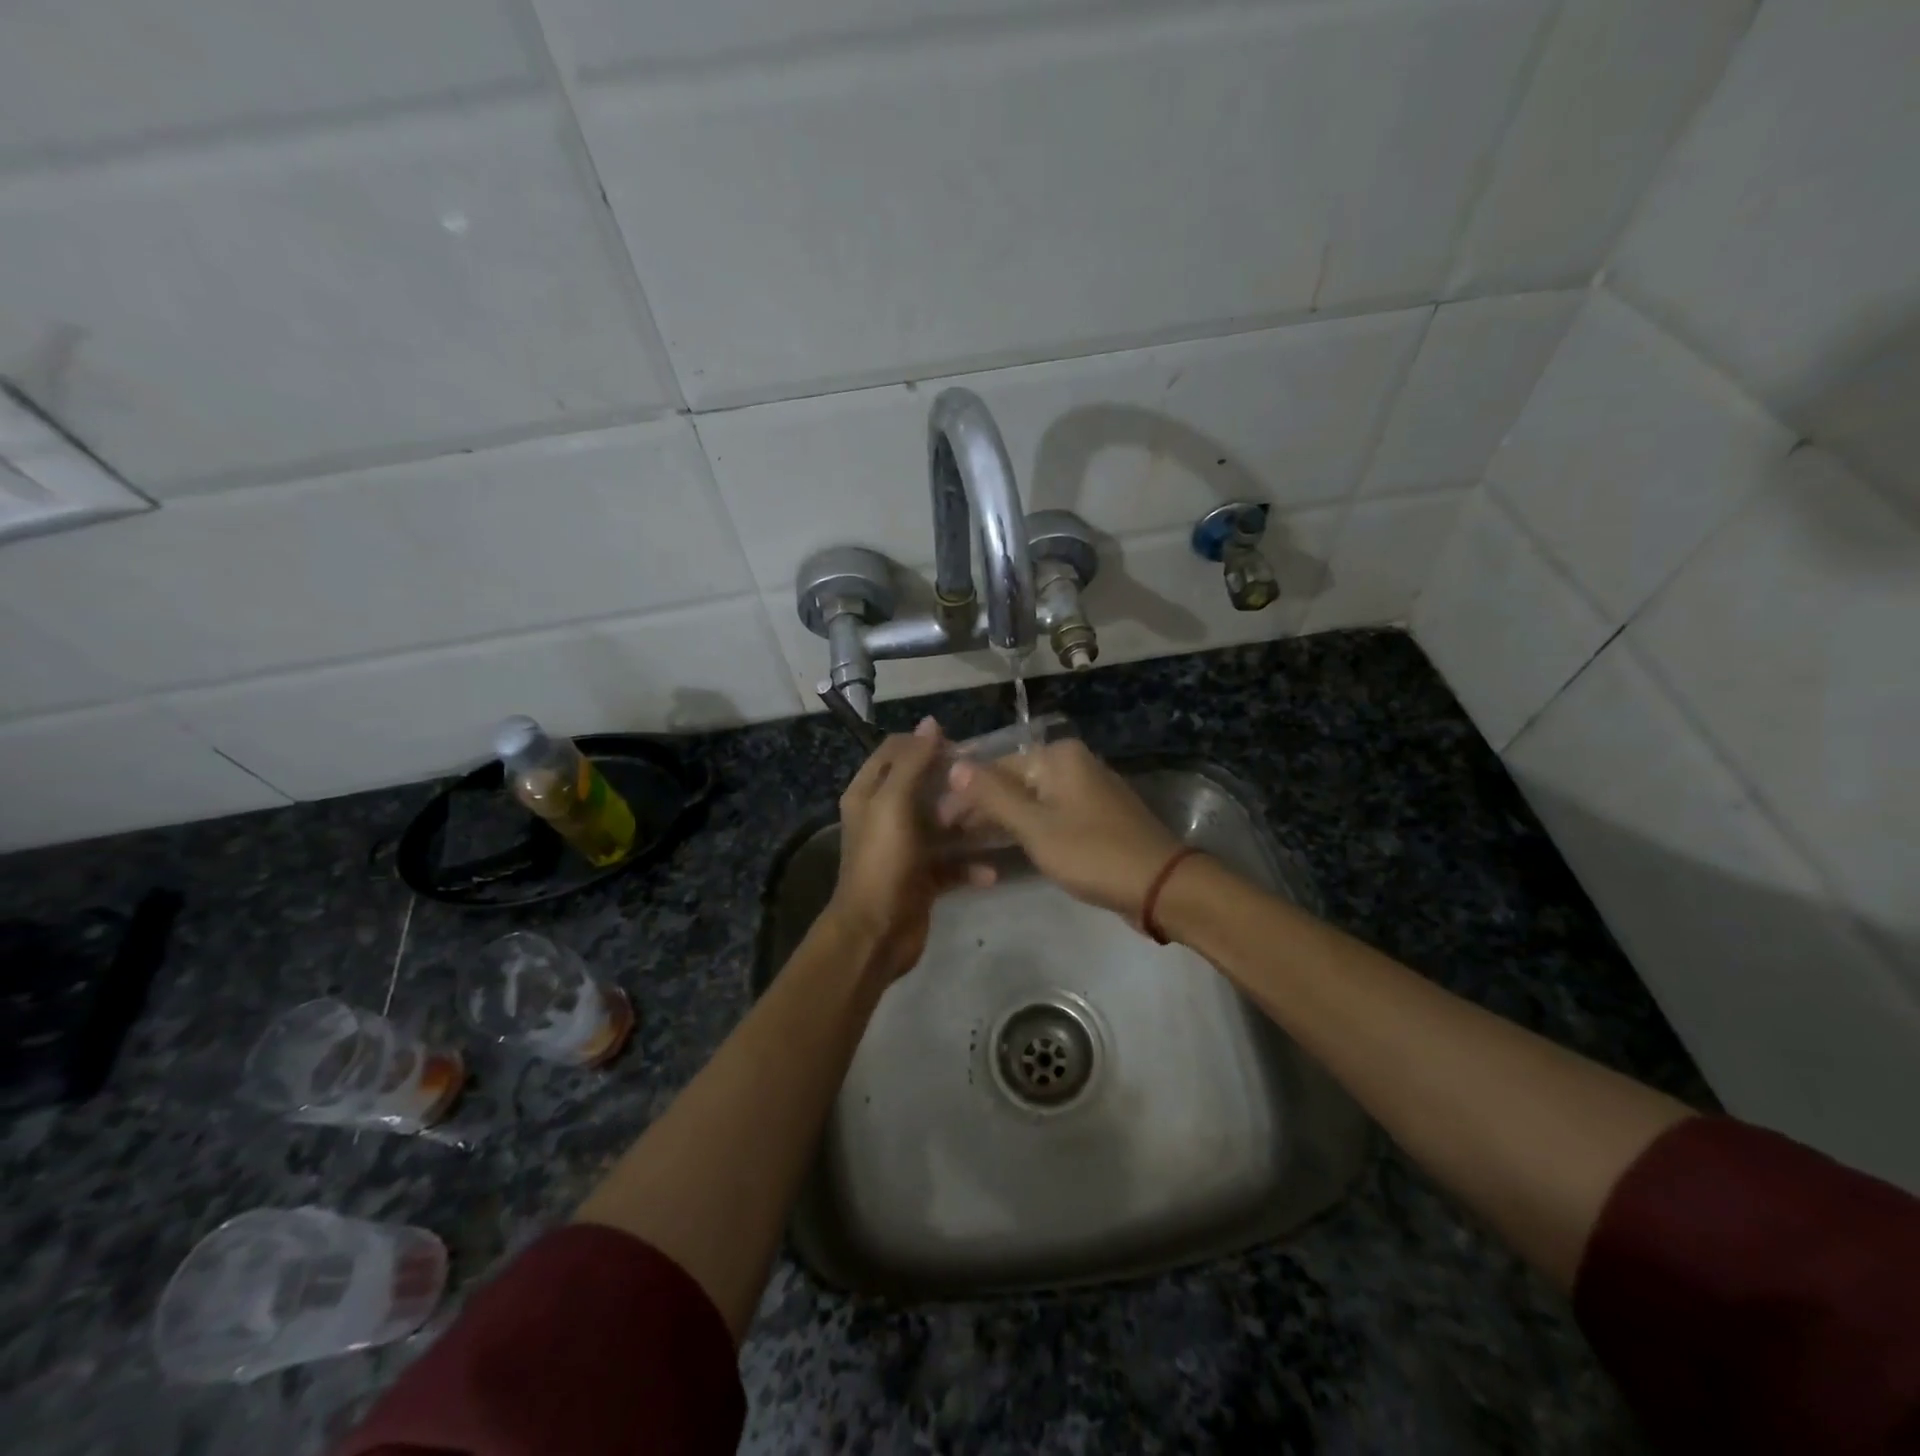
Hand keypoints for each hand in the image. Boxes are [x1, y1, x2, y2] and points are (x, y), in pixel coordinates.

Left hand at [829, 719, 993, 982]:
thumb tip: (930, 723)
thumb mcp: (893, 804)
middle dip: (953, 783)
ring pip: (941, 825)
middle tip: (988, 780)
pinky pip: (952, 864)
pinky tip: (992, 870)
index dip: (925, 744)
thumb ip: (912, 762)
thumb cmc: (882, 861)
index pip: (895, 751)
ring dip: (967, 823)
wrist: (876, 933)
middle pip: (923, 786)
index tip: (961, 748)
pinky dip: (970, 866)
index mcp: (869, 793)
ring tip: (996, 819)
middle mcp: (884, 816)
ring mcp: (904, 848)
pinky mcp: (923, 878)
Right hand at [940, 739, 1182, 922]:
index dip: (964, 793)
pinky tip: (1004, 846)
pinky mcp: (1094, 816)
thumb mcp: (1036, 825)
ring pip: (1031, 799)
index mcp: (1058, 757)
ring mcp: (1086, 790)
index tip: (935, 820)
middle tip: (947, 835)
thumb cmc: (1093, 852)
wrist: (1160, 885)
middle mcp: (1073, 764)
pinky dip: (1027, 828)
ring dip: (1001, 819)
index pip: (995, 767)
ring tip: (967, 842)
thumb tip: (954, 764)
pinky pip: (1050, 814)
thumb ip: (993, 795)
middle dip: (980, 807)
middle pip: (1013, 781)